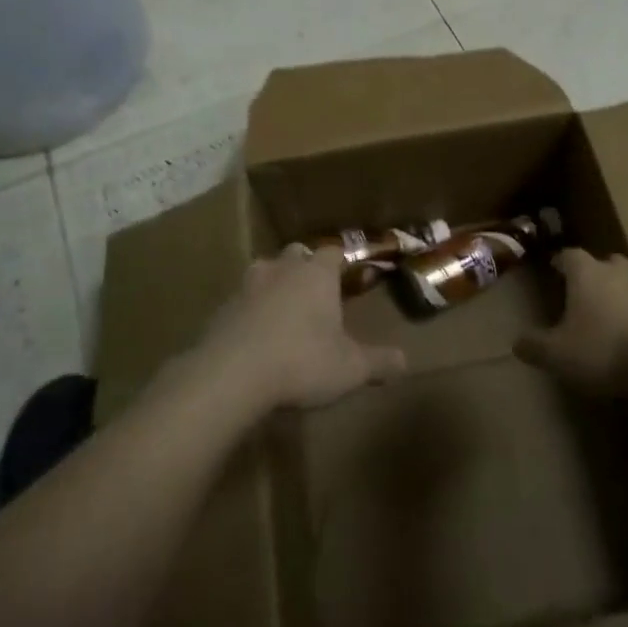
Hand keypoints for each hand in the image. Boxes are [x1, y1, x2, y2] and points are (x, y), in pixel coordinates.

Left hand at [200, 245, 406, 411]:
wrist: (231, 374)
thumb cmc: (302, 361)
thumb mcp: (350, 368)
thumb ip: (379, 362)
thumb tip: (405, 361)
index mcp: (317, 274)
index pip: (333, 252)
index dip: (342, 263)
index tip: (351, 278)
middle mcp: (282, 270)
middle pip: (296, 254)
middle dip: (306, 268)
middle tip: (316, 293)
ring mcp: (247, 286)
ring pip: (264, 271)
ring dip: (274, 284)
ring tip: (284, 310)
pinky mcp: (222, 309)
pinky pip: (242, 301)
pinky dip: (250, 311)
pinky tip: (256, 336)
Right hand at [514, 249, 627, 394]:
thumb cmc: (606, 349)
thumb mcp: (560, 355)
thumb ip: (535, 347)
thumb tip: (517, 342)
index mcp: (587, 274)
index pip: (569, 255)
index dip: (561, 261)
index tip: (555, 268)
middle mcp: (619, 270)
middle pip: (605, 262)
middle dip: (595, 274)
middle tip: (587, 293)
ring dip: (624, 291)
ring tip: (616, 314)